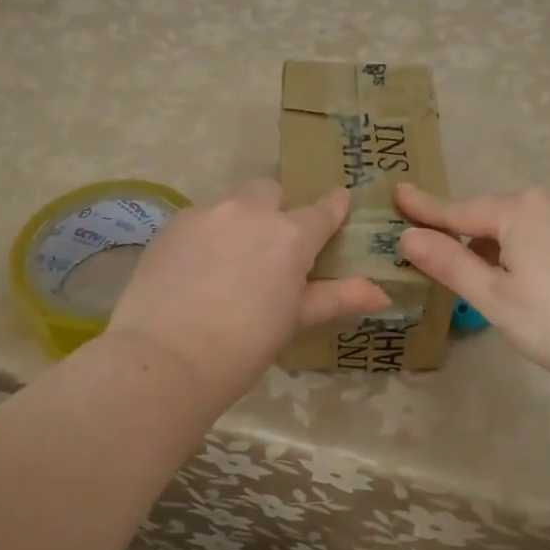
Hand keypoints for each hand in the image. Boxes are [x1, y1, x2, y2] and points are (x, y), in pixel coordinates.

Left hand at [108, 181, 389, 404]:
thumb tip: (383, 294)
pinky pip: (201, 217)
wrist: (165, 358)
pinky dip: (208, 232)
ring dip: (241, 219)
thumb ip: (337, 298)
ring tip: (231, 260)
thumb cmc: (244, 346)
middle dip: (278, 209)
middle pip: (272, 192)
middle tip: (273, 246)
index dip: (334, 206)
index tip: (339, 203)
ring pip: (233, 202)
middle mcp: (250, 211)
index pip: (323, 209)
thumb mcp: (295, 320)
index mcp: (290, 234)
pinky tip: (198, 267)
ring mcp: (207, 213)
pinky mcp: (172, 224)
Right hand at [396, 184, 549, 394]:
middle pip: (493, 217)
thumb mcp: (493, 296)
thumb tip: (408, 236)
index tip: (397, 193)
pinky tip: (529, 284)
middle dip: (465, 235)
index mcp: (521, 210)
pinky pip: (548, 237)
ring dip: (497, 248)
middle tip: (437, 258)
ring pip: (523, 229)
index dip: (425, 208)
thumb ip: (449, 262)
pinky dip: (526, 253)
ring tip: (483, 281)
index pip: (460, 210)